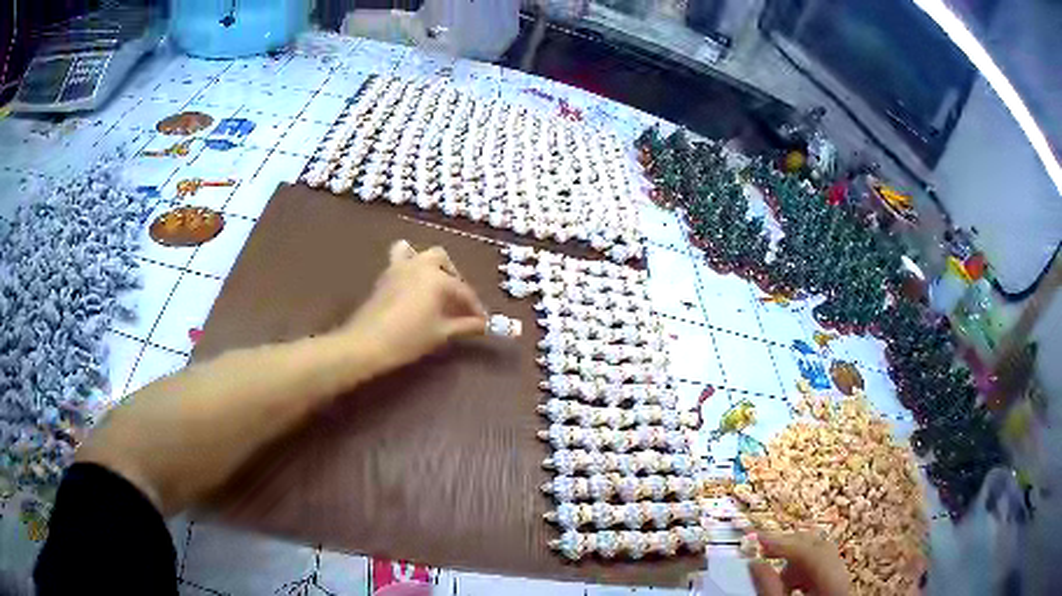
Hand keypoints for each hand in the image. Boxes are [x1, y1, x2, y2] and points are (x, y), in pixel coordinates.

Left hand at [339, 240, 487, 374]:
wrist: (367, 344)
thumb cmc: (408, 339)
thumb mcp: (440, 333)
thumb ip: (464, 325)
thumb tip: (483, 325)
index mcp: (437, 278)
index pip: (463, 291)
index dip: (475, 307)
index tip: (483, 322)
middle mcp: (420, 265)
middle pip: (442, 261)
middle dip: (454, 278)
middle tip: (457, 301)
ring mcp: (399, 267)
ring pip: (419, 253)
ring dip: (430, 265)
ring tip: (435, 285)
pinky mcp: (385, 276)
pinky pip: (400, 260)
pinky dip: (409, 265)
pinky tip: (412, 285)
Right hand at [749, 531, 850, 595]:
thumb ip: (768, 589)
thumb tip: (754, 563)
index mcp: (833, 586)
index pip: (812, 553)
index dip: (785, 543)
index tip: (759, 540)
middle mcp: (842, 580)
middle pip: (821, 549)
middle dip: (791, 549)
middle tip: (764, 551)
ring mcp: (841, 585)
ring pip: (821, 559)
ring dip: (795, 563)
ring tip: (773, 578)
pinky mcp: (835, 590)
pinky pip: (821, 572)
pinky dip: (801, 574)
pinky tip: (787, 586)